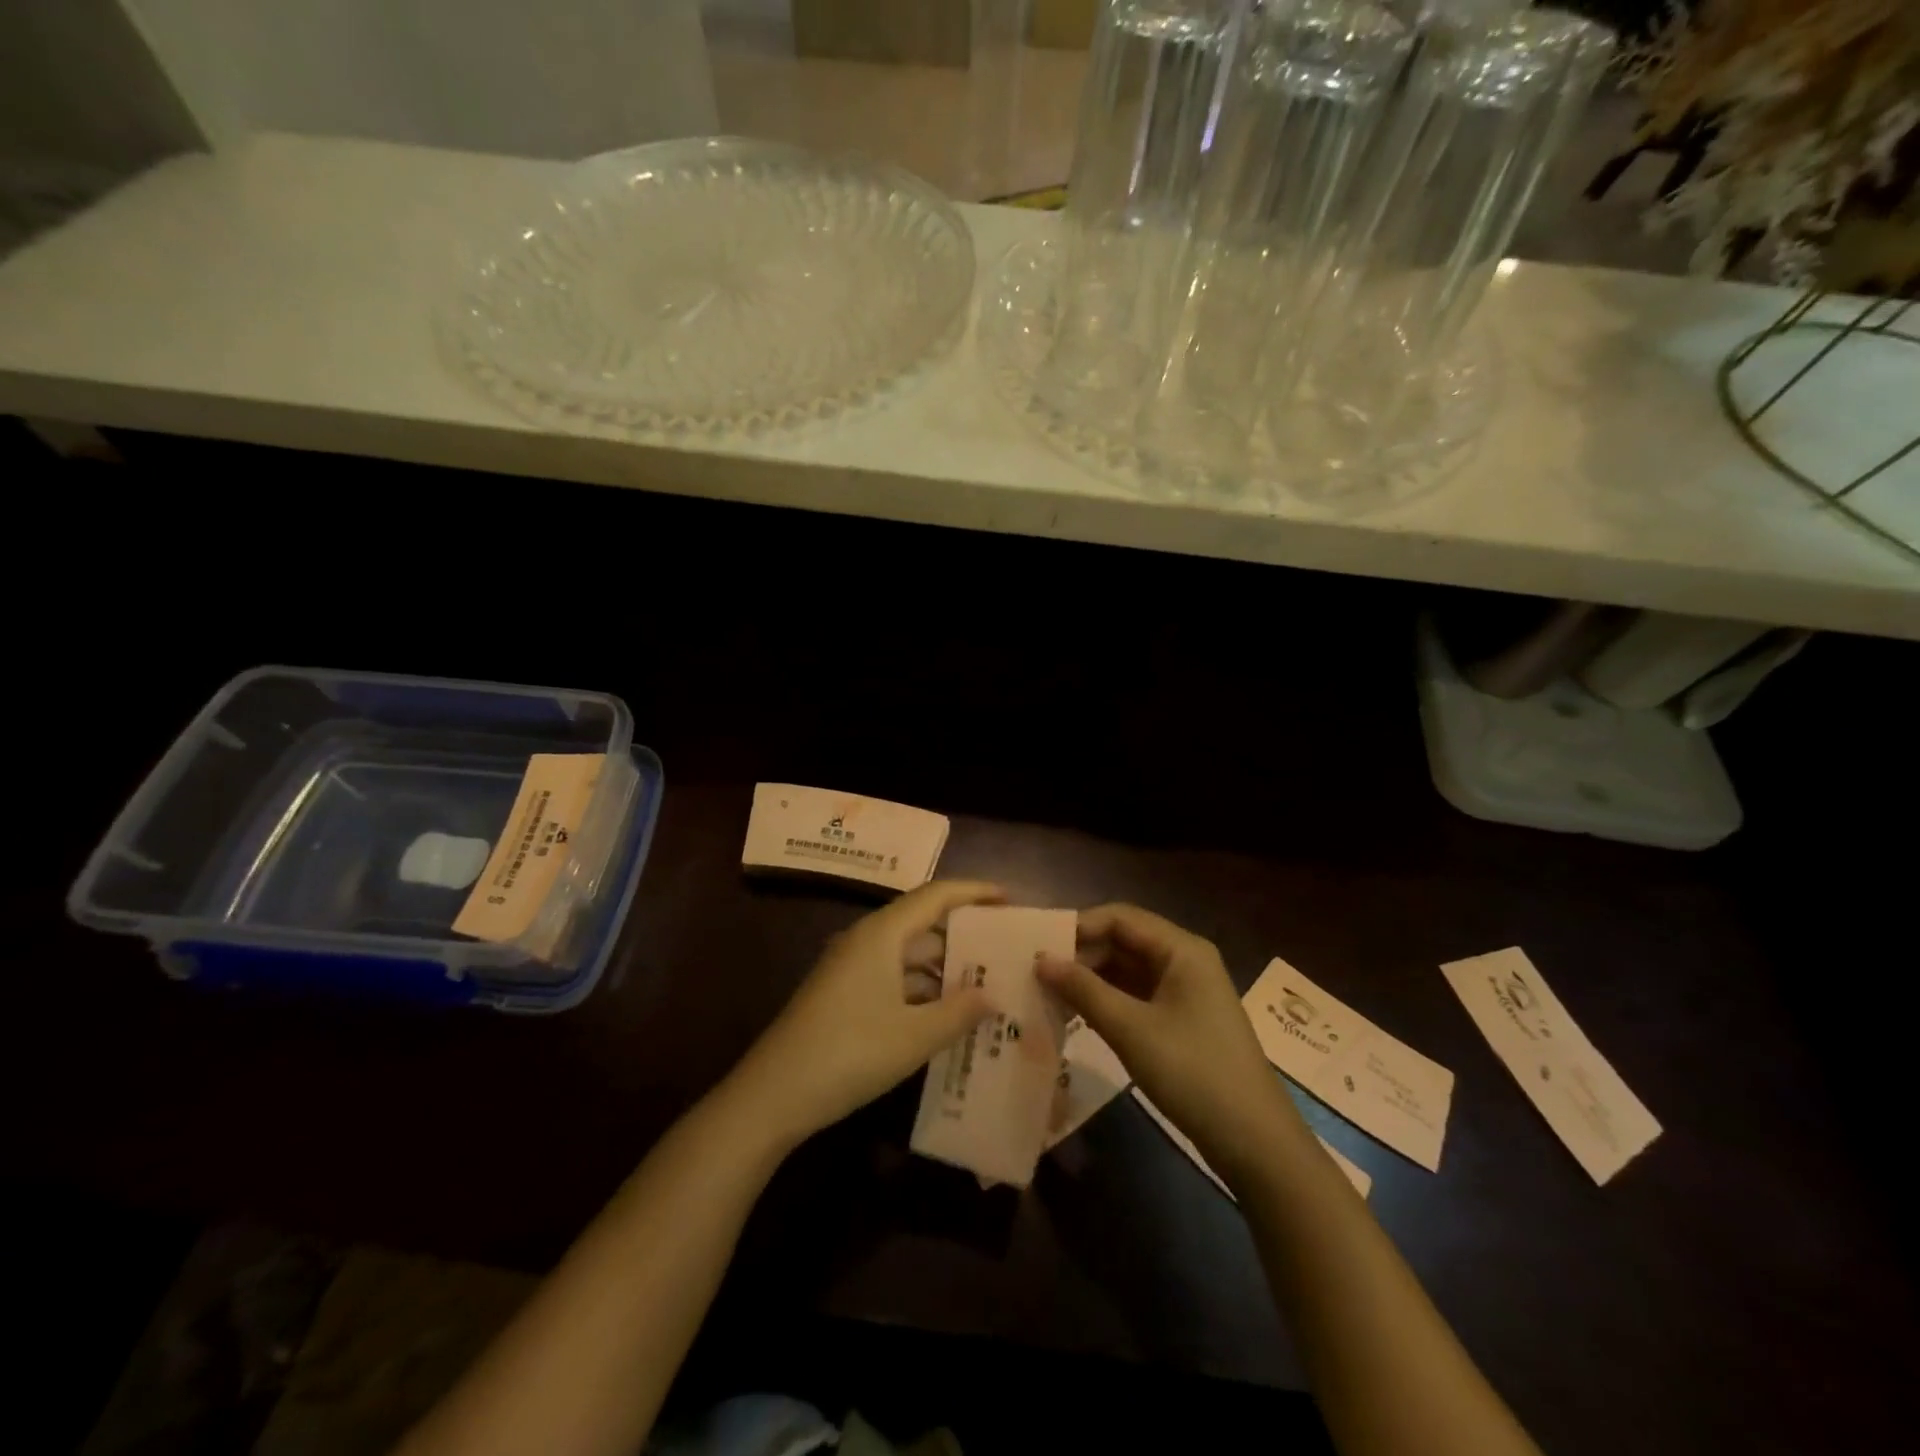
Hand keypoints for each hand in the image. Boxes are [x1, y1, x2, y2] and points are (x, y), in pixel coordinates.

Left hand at [730, 881, 1002, 1146]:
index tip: (1009, 898)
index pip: (936, 895)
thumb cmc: (849, 1053)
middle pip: (921, 920)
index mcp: (882, 934)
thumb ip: (959, 1012)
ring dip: (942, 963)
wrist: (773, 1094)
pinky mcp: (842, 993)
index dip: (974, 892)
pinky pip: (892, 974)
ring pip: (906, 951)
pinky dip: (921, 986)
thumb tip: (993, 995)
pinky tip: (944, 1012)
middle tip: (1003, 945)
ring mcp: (849, 967)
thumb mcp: (915, 1036)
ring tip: (983, 980)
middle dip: (962, 930)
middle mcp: (865, 940)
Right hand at [1038, 904, 1306, 1180]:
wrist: (1254, 1141)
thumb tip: (1040, 960)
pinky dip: (1106, 1000)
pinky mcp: (1181, 1019)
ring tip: (1047, 992)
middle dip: (1081, 953)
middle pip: (1123, 940)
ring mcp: (1184, 990)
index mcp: (1181, 949)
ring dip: (1090, 979)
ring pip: (1127, 969)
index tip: (1036, 945)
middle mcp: (1184, 959)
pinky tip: (1076, 1014)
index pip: (1119, 917)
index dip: (1077, 927)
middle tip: (1035, 972)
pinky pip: (1136, 995)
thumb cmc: (1193, 1072)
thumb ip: (1083, 990)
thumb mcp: (1131, 1029)